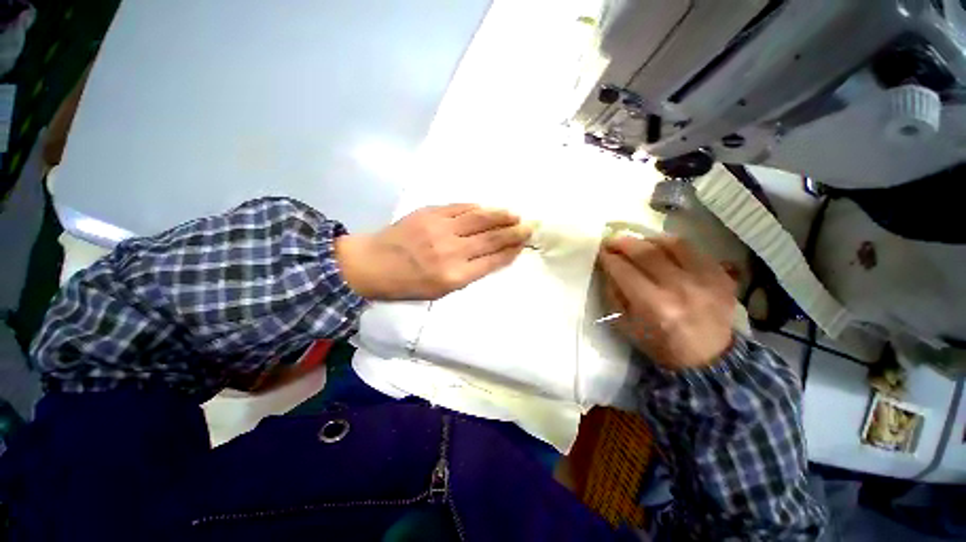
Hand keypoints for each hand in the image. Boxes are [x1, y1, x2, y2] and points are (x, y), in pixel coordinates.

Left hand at [335, 204, 531, 299]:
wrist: (371, 264)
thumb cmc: (407, 285)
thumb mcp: (440, 291)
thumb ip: (468, 273)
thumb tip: (492, 257)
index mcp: (454, 276)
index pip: (492, 261)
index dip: (511, 252)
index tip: (523, 245)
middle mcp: (451, 251)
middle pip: (491, 238)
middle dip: (513, 232)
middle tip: (529, 226)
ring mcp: (440, 229)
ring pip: (479, 218)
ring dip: (500, 216)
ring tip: (515, 215)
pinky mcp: (430, 212)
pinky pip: (461, 207)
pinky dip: (478, 207)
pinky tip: (488, 208)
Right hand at [598, 236, 735, 369]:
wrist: (709, 358)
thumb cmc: (660, 344)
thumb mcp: (626, 325)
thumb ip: (614, 294)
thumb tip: (608, 269)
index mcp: (654, 305)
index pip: (624, 271)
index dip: (608, 258)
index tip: (600, 252)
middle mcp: (680, 288)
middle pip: (646, 253)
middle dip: (623, 243)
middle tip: (612, 240)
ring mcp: (705, 279)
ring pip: (671, 244)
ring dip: (648, 240)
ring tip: (638, 243)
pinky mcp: (720, 275)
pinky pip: (693, 249)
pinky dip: (673, 245)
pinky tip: (662, 249)